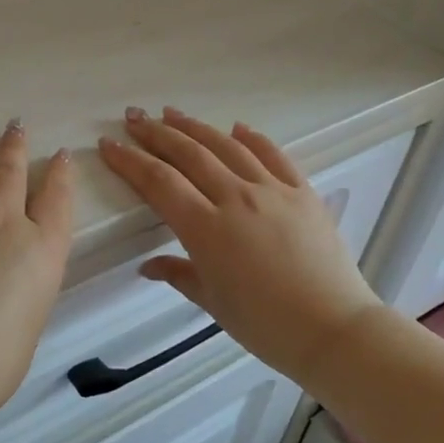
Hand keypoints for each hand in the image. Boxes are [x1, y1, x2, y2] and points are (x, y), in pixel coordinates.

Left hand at [0, 121, 73, 428]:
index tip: (60, 155)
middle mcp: (1, 221)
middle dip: (15, 146)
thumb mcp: (28, 328)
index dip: (60, 174)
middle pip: (11, 172)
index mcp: (40, 250)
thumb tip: (8, 285)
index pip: (57, 199)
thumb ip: (24, 293)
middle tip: (15, 126)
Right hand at [98, 108, 382, 386]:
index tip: (109, 145)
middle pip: (189, 154)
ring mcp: (273, 190)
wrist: (334, 329)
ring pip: (227, 146)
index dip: (130, 161)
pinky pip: (273, 155)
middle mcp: (236, 198)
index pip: (159, 183)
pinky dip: (252, 138)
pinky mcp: (302, 192)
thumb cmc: (266, 325)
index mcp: (207, 229)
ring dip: (195, 127)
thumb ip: (179, 274)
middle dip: (156, 133)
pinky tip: (237, 127)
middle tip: (134, 117)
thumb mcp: (214, 302)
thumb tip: (148, 265)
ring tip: (172, 113)